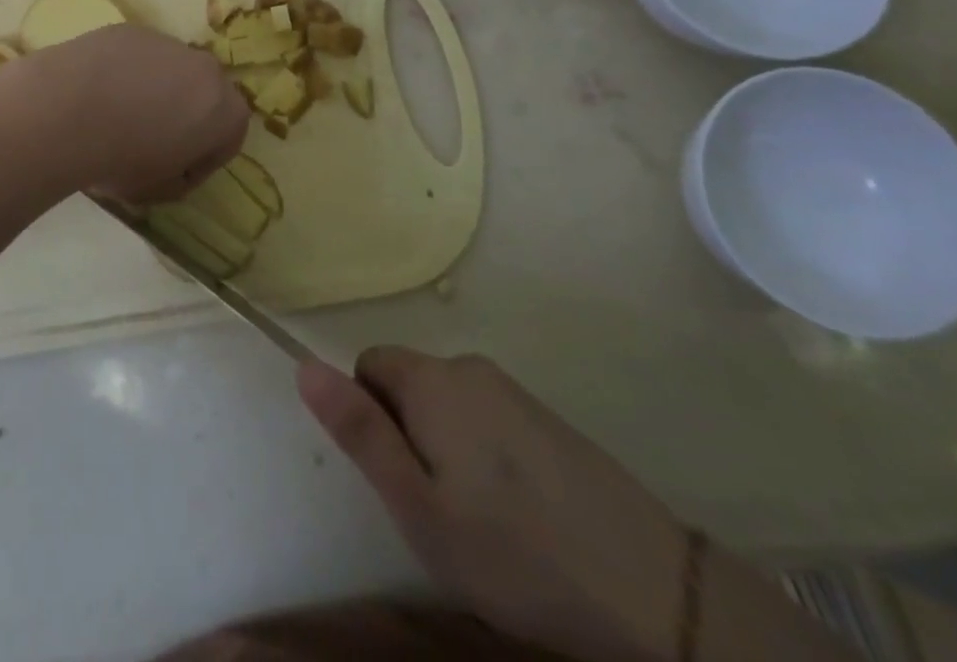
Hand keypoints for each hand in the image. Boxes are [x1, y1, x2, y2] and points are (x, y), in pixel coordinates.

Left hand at [10, 25, 249, 202]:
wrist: (66, 110)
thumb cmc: (121, 158)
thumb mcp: (157, 190)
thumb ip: (177, 178)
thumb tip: (171, 165)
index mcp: (224, 109)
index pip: (228, 138)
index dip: (202, 161)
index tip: (175, 175)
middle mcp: (204, 67)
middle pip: (201, 95)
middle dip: (183, 116)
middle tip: (149, 142)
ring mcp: (165, 41)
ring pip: (168, 71)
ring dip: (154, 91)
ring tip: (116, 115)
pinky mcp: (129, 30)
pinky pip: (135, 56)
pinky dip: (123, 72)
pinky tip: (96, 92)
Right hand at [298, 349, 687, 661]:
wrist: (653, 593)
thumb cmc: (513, 552)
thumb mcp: (417, 506)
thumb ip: (358, 431)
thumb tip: (303, 364)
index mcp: (433, 379)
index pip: (368, 364)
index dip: (369, 418)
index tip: (400, 478)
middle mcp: (470, 367)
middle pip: (410, 383)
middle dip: (408, 434)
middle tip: (439, 509)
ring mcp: (515, 391)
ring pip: (450, 405)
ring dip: (447, 447)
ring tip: (481, 519)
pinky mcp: (549, 419)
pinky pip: (490, 420)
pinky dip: (487, 455)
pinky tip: (520, 514)